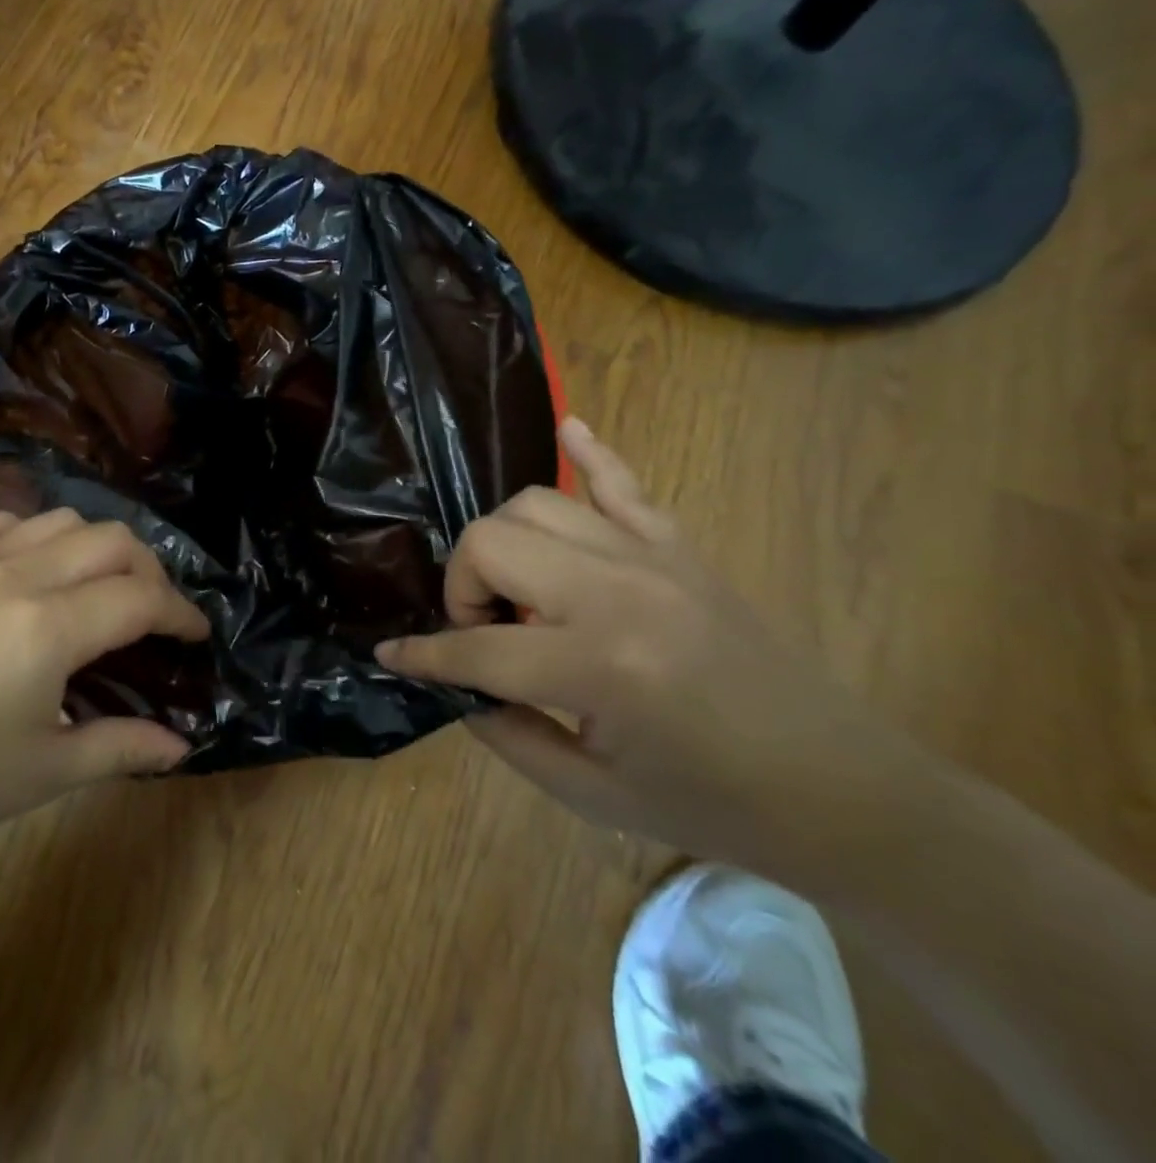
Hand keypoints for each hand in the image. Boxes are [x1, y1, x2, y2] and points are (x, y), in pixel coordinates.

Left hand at [0, 509, 206, 873]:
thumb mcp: (41, 772)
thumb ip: (120, 748)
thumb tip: (180, 746)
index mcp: (50, 626)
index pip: (141, 598)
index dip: (180, 614)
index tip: (198, 635)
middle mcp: (19, 575)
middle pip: (111, 539)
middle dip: (150, 570)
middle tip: (156, 614)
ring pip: (60, 520)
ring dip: (98, 545)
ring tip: (103, 587)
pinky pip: (3, 523)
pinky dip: (38, 535)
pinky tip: (34, 569)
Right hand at [379, 419, 927, 881]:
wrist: (841, 789)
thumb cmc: (710, 803)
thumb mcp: (590, 794)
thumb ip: (504, 730)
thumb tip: (455, 683)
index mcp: (597, 667)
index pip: (475, 647)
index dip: (423, 656)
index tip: (390, 656)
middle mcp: (617, 592)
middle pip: (491, 542)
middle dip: (462, 586)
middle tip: (479, 629)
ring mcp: (651, 557)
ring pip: (536, 503)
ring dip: (502, 542)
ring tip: (517, 590)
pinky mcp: (679, 546)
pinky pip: (621, 481)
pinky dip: (588, 451)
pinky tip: (567, 427)